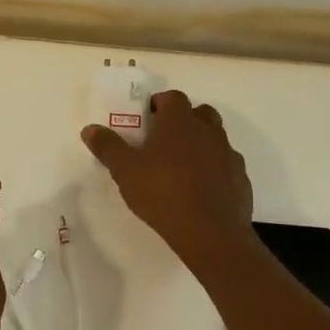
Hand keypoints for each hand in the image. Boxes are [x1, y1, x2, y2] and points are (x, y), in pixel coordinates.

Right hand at [82, 90, 253, 268]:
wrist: (210, 232)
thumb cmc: (162, 193)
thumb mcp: (125, 171)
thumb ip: (107, 147)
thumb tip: (89, 128)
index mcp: (179, 121)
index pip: (172, 97)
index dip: (159, 104)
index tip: (146, 120)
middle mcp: (208, 130)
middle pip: (198, 113)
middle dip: (183, 121)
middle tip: (163, 142)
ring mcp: (228, 153)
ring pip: (214, 138)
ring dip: (200, 144)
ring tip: (181, 167)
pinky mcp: (240, 177)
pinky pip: (225, 164)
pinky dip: (214, 169)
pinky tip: (201, 189)